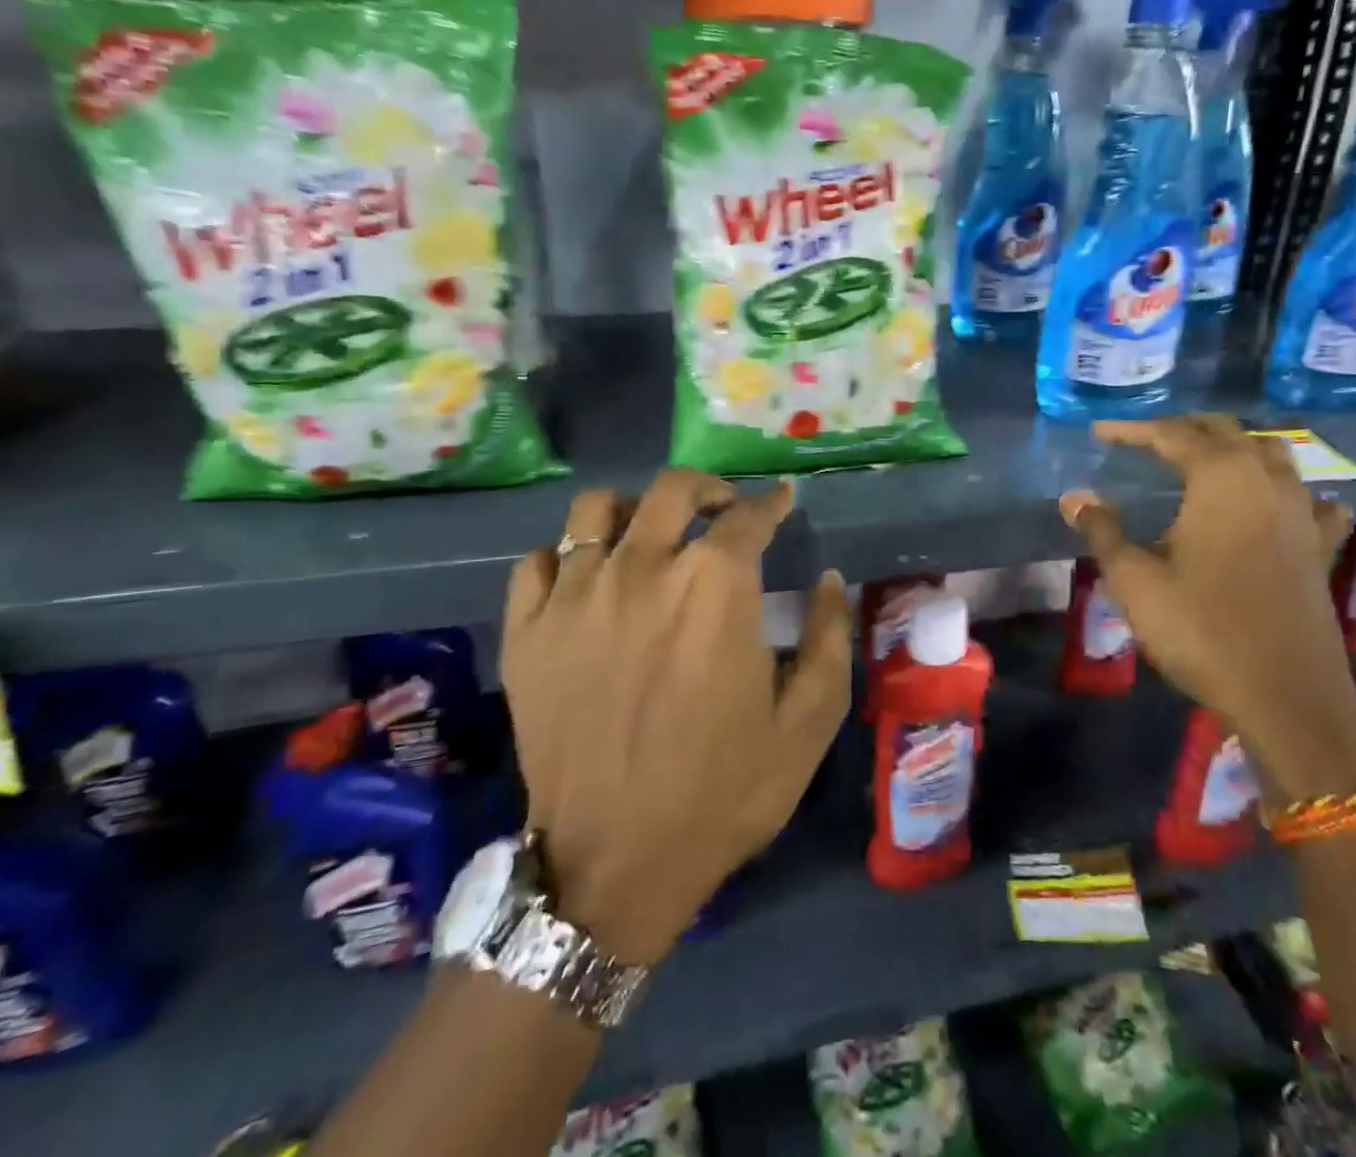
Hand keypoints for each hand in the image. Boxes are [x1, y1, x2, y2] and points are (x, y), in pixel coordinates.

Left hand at [502, 471, 850, 965]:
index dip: (772, 502)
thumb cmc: (724, 790)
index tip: (782, 500)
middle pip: (672, 489)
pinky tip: (590, 579)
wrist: (614, 866)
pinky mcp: (527, 631)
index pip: (749, 515)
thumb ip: (828, 636)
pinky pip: (539, 560)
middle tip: (723, 510)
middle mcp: (643, 569)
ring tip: (651, 535)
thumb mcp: (809, 720)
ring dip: (634, 509)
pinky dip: (569, 555)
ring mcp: (575, 596)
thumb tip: (827, 579)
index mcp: (715, 586)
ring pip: (596, 508)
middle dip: (708, 488)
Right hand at [1060, 416, 1355, 800]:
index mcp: (1220, 477)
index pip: (1171, 434)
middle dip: (1182, 428)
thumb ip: (1103, 531)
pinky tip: (1278, 504)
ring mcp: (1301, 510)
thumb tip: (1074, 497)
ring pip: (1271, 453)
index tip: (1100, 430)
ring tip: (1204, 457)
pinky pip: (1309, 498)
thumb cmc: (1201, 629)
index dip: (1132, 430)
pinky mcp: (1320, 545)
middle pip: (1224, 431)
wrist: (1286, 694)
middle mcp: (1266, 479)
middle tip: (1145, 439)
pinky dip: (1286, 489)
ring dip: (1234, 445)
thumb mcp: (1135, 580)